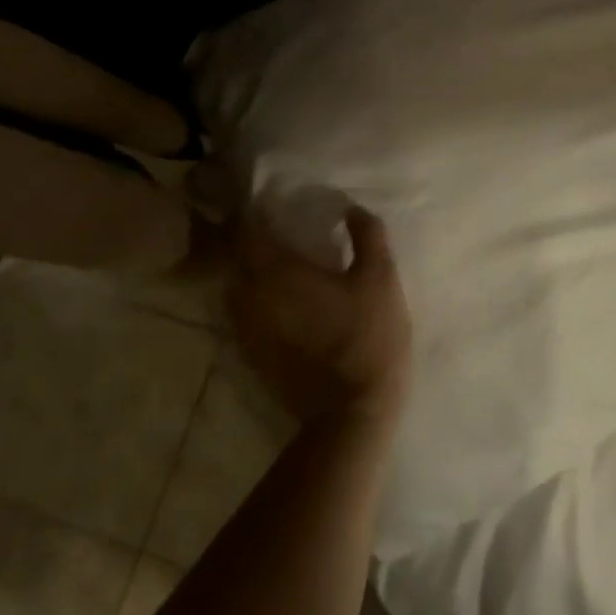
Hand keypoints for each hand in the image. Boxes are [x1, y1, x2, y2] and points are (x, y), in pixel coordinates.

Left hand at [225, 205, 412, 428]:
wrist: (351, 411)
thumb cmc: (368, 336)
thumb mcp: (381, 278)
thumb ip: (368, 235)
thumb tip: (351, 209)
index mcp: (279, 271)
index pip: (249, 229)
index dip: (257, 212)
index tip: (272, 203)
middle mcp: (252, 295)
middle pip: (236, 257)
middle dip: (250, 239)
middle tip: (274, 229)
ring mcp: (247, 328)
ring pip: (234, 286)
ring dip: (247, 270)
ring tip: (273, 263)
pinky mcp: (251, 353)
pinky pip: (239, 314)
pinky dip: (250, 299)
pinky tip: (274, 299)